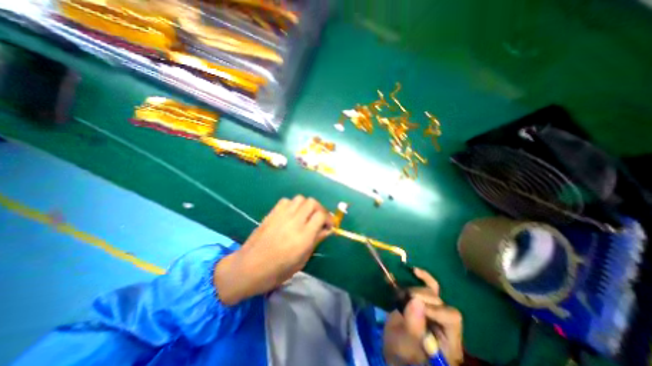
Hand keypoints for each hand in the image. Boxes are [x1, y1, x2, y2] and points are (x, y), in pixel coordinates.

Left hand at [216, 195, 332, 303]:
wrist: (248, 268)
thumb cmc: (277, 271)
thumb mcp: (302, 260)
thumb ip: (316, 241)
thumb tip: (327, 230)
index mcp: (304, 237)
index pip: (321, 216)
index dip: (328, 218)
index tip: (329, 225)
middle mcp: (294, 222)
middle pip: (312, 202)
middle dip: (319, 209)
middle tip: (319, 218)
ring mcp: (282, 215)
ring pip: (300, 198)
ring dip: (306, 205)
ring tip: (305, 215)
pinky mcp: (272, 213)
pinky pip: (286, 201)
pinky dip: (293, 205)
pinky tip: (291, 214)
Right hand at [383, 268, 462, 365]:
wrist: (395, 353)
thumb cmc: (402, 357)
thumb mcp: (406, 347)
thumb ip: (412, 328)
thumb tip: (415, 301)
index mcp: (448, 341)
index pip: (452, 318)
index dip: (435, 309)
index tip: (414, 307)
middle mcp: (444, 324)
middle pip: (440, 301)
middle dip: (420, 297)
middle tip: (403, 301)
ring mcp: (434, 310)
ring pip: (433, 291)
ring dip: (416, 288)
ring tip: (402, 295)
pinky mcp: (423, 302)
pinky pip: (428, 285)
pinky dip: (422, 276)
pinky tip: (413, 270)